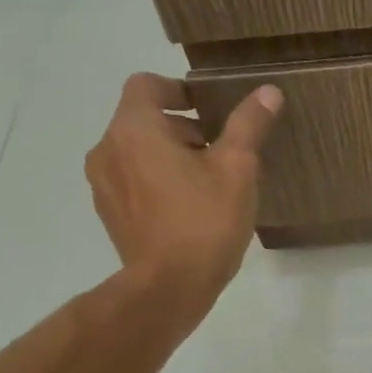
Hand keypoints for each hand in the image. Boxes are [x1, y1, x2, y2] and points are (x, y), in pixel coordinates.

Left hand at [85, 73, 283, 306]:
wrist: (168, 287)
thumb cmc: (204, 221)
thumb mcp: (237, 168)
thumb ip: (248, 125)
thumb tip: (268, 91)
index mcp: (134, 130)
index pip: (146, 85)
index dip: (179, 89)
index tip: (210, 108)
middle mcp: (108, 149)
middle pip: (143, 118)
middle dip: (182, 126)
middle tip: (221, 150)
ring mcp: (103, 183)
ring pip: (137, 149)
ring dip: (170, 153)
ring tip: (209, 179)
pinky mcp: (109, 211)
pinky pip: (132, 177)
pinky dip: (157, 177)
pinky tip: (190, 205)